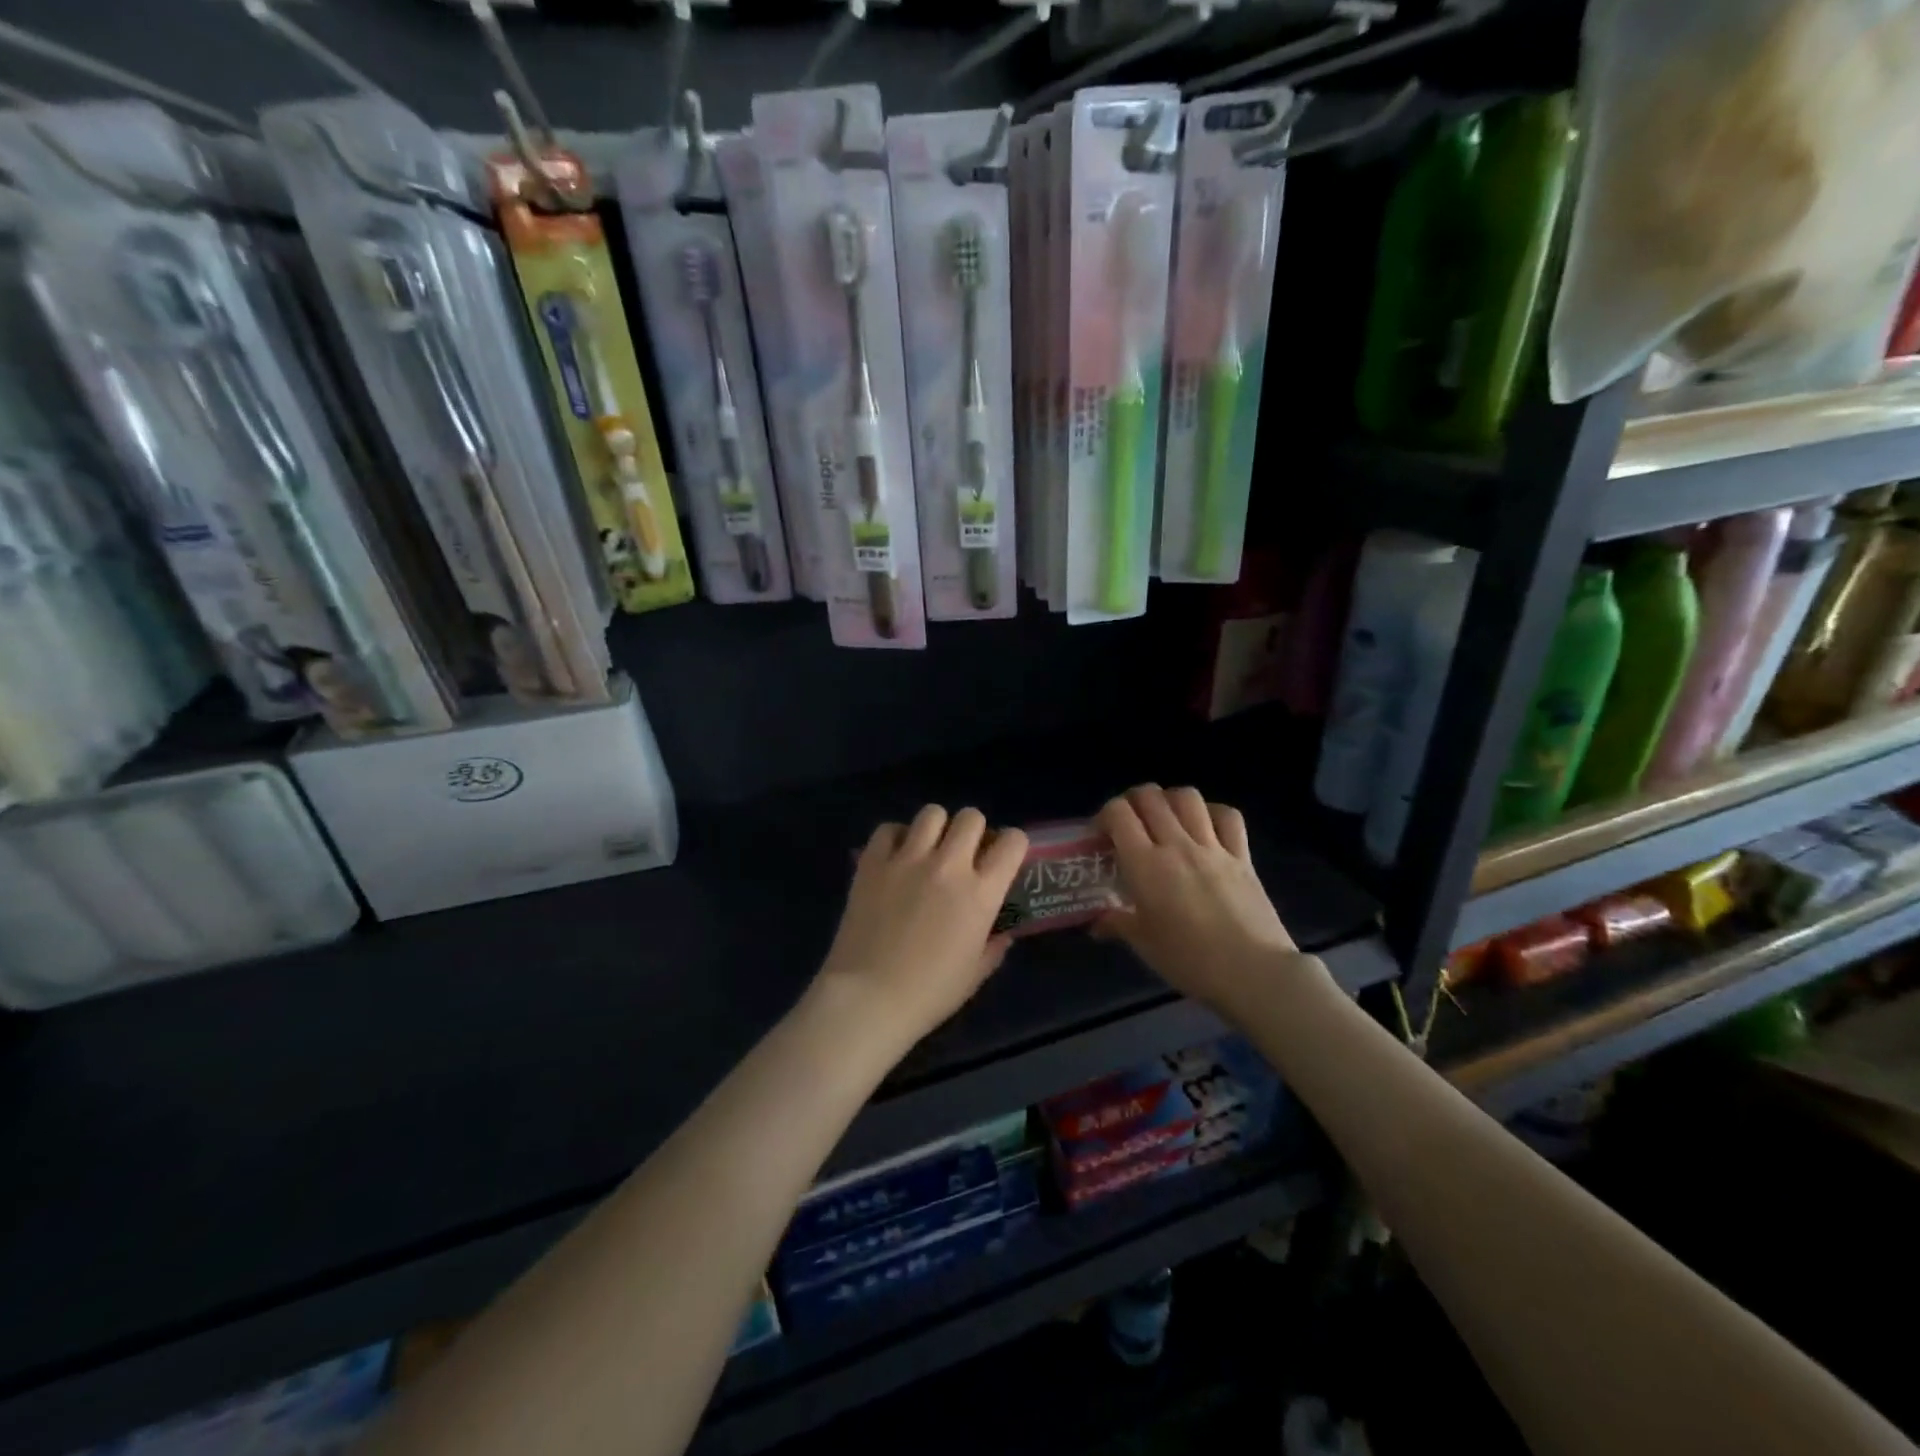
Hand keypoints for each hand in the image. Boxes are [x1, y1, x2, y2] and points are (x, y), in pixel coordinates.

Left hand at [812, 806, 1029, 1054]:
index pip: (1012, 842)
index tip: (1003, 857)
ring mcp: (907, 859)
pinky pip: (888, 828)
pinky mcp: (872, 862)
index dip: (1013, 844)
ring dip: (936, 828)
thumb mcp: (975, 975)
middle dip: (973, 830)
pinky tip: (895, 856)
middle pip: (970, 817)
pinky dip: (895, 837)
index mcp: (980, 893)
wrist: (868, 998)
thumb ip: (994, 947)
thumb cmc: (929, 993)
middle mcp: (948, 866)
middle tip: (964, 853)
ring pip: (931, 813)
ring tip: (928, 849)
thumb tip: (1002, 934)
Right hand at [1094, 785, 1323, 1018]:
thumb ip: (1118, 924)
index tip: (1102, 836)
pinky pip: (1228, 816)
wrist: (1253, 973)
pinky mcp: (1242, 856)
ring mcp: (1213, 847)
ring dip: (1169, 799)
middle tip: (1129, 823)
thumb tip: (1097, 924)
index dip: (1105, 815)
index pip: (1119, 814)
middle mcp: (1177, 845)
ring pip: (1187, 797)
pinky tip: (1205, 824)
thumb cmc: (1190, 961)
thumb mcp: (1144, 944)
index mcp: (1146, 865)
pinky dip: (1212, 811)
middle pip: (1150, 797)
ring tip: (1164, 817)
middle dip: (1132, 801)